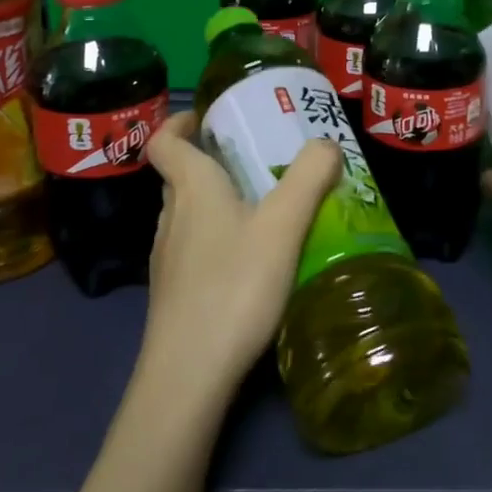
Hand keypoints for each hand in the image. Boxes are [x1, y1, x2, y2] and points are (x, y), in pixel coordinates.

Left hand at [140, 111, 341, 398]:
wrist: (189, 375)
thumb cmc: (234, 286)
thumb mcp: (283, 225)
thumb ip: (309, 177)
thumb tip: (326, 143)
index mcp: (191, 188)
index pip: (166, 140)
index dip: (181, 122)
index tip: (208, 116)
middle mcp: (172, 216)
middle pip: (181, 175)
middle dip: (213, 160)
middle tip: (256, 159)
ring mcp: (168, 258)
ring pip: (189, 213)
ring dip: (218, 200)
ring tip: (263, 208)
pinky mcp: (175, 292)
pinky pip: (195, 247)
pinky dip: (219, 237)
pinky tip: (252, 260)